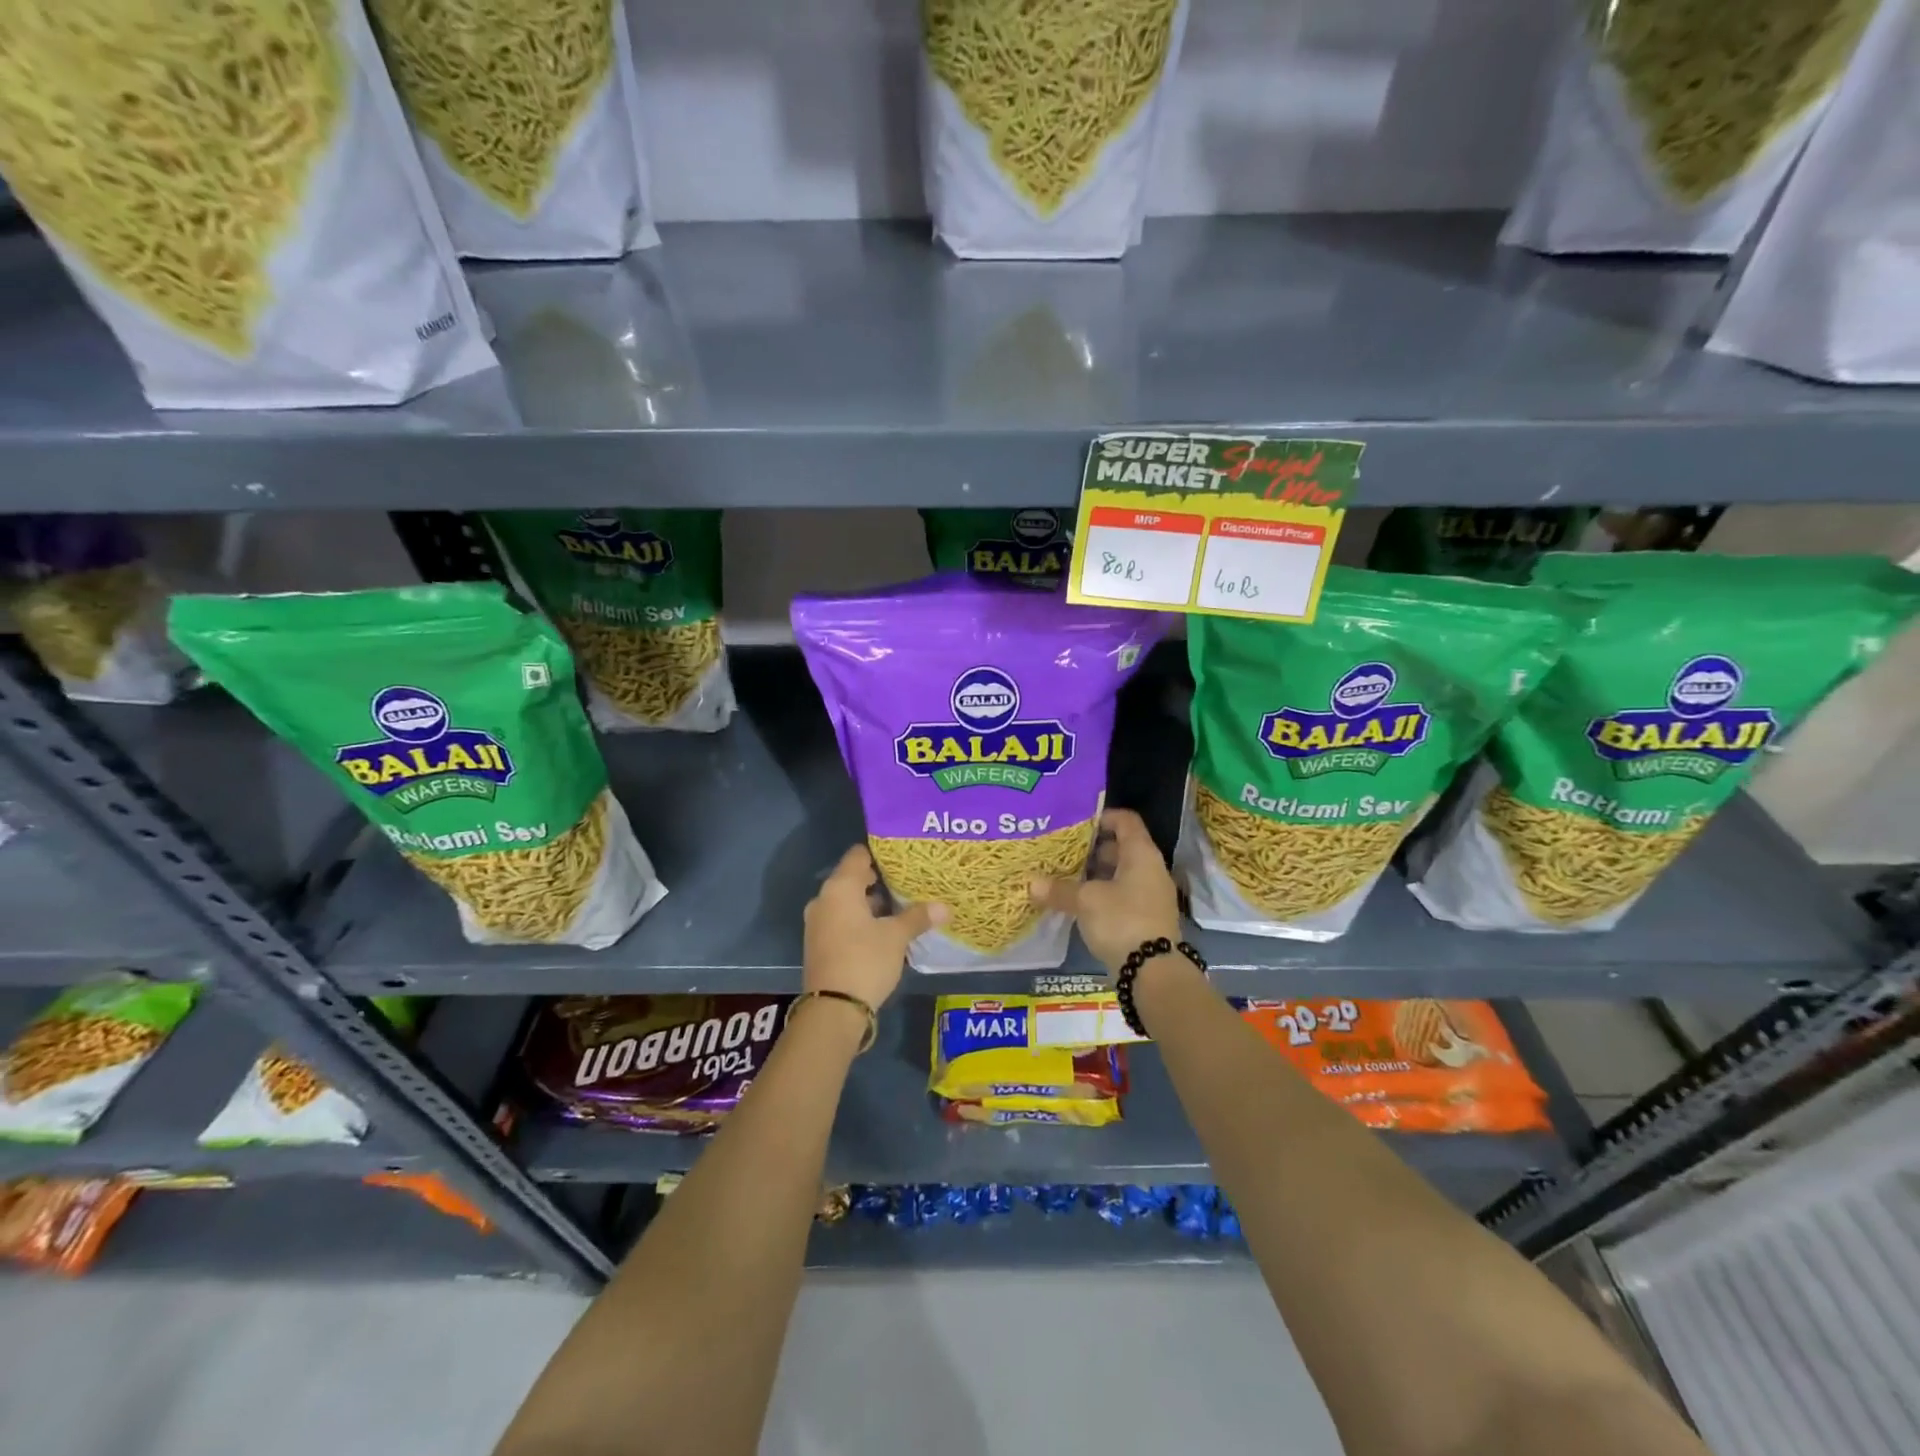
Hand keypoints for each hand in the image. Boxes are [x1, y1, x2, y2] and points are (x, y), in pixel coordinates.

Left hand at [802, 845, 945, 1009]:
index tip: (902, 857)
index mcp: (839, 888)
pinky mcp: (819, 943)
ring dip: (870, 903)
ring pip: (847, 902)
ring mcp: (818, 923)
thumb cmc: (865, 960)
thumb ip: (918, 917)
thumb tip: (944, 906)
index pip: (858, 856)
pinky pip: (841, 920)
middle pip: (852, 878)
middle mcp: (823, 899)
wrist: (833, 1009)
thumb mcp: (896, 937)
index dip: (880, 853)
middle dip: (878, 880)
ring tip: (900, 906)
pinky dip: (859, 920)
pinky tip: (882, 930)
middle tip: (907, 881)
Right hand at [1030, 809, 1181, 975]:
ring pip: (1121, 873)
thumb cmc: (1122, 921)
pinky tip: (1080, 903)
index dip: (1102, 816)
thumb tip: (1030, 883)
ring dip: (1096, 874)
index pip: (1126, 820)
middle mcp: (1151, 869)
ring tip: (1066, 877)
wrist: (1154, 972)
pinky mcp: (1147, 918)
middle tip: (1063, 851)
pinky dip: (1103, 894)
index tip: (1075, 823)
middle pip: (1122, 847)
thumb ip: (1059, 889)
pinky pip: (1123, 895)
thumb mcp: (1086, 901)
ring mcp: (1151, 895)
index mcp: (1141, 854)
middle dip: (1092, 849)